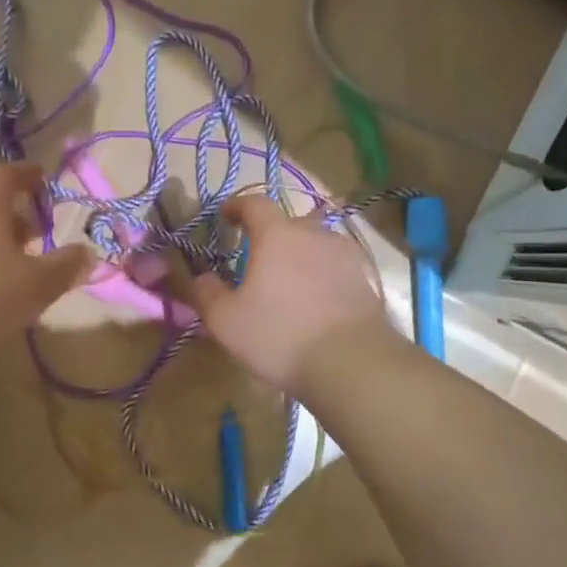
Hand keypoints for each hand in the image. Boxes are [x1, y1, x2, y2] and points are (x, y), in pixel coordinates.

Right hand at [190, 195, 393, 393]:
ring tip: (289, 282)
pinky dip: (323, 274)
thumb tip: (201, 278)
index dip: (237, 206)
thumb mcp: (227, 322)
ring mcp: (345, 253)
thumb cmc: (280, 335)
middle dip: (270, 235)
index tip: (225, 215)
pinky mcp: (365, 277)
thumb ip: (207, 294)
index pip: (254, 203)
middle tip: (257, 259)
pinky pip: (336, 265)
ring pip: (315, 243)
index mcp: (276, 234)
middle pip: (288, 222)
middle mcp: (313, 233)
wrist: (351, 362)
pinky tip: (317, 299)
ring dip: (299, 255)